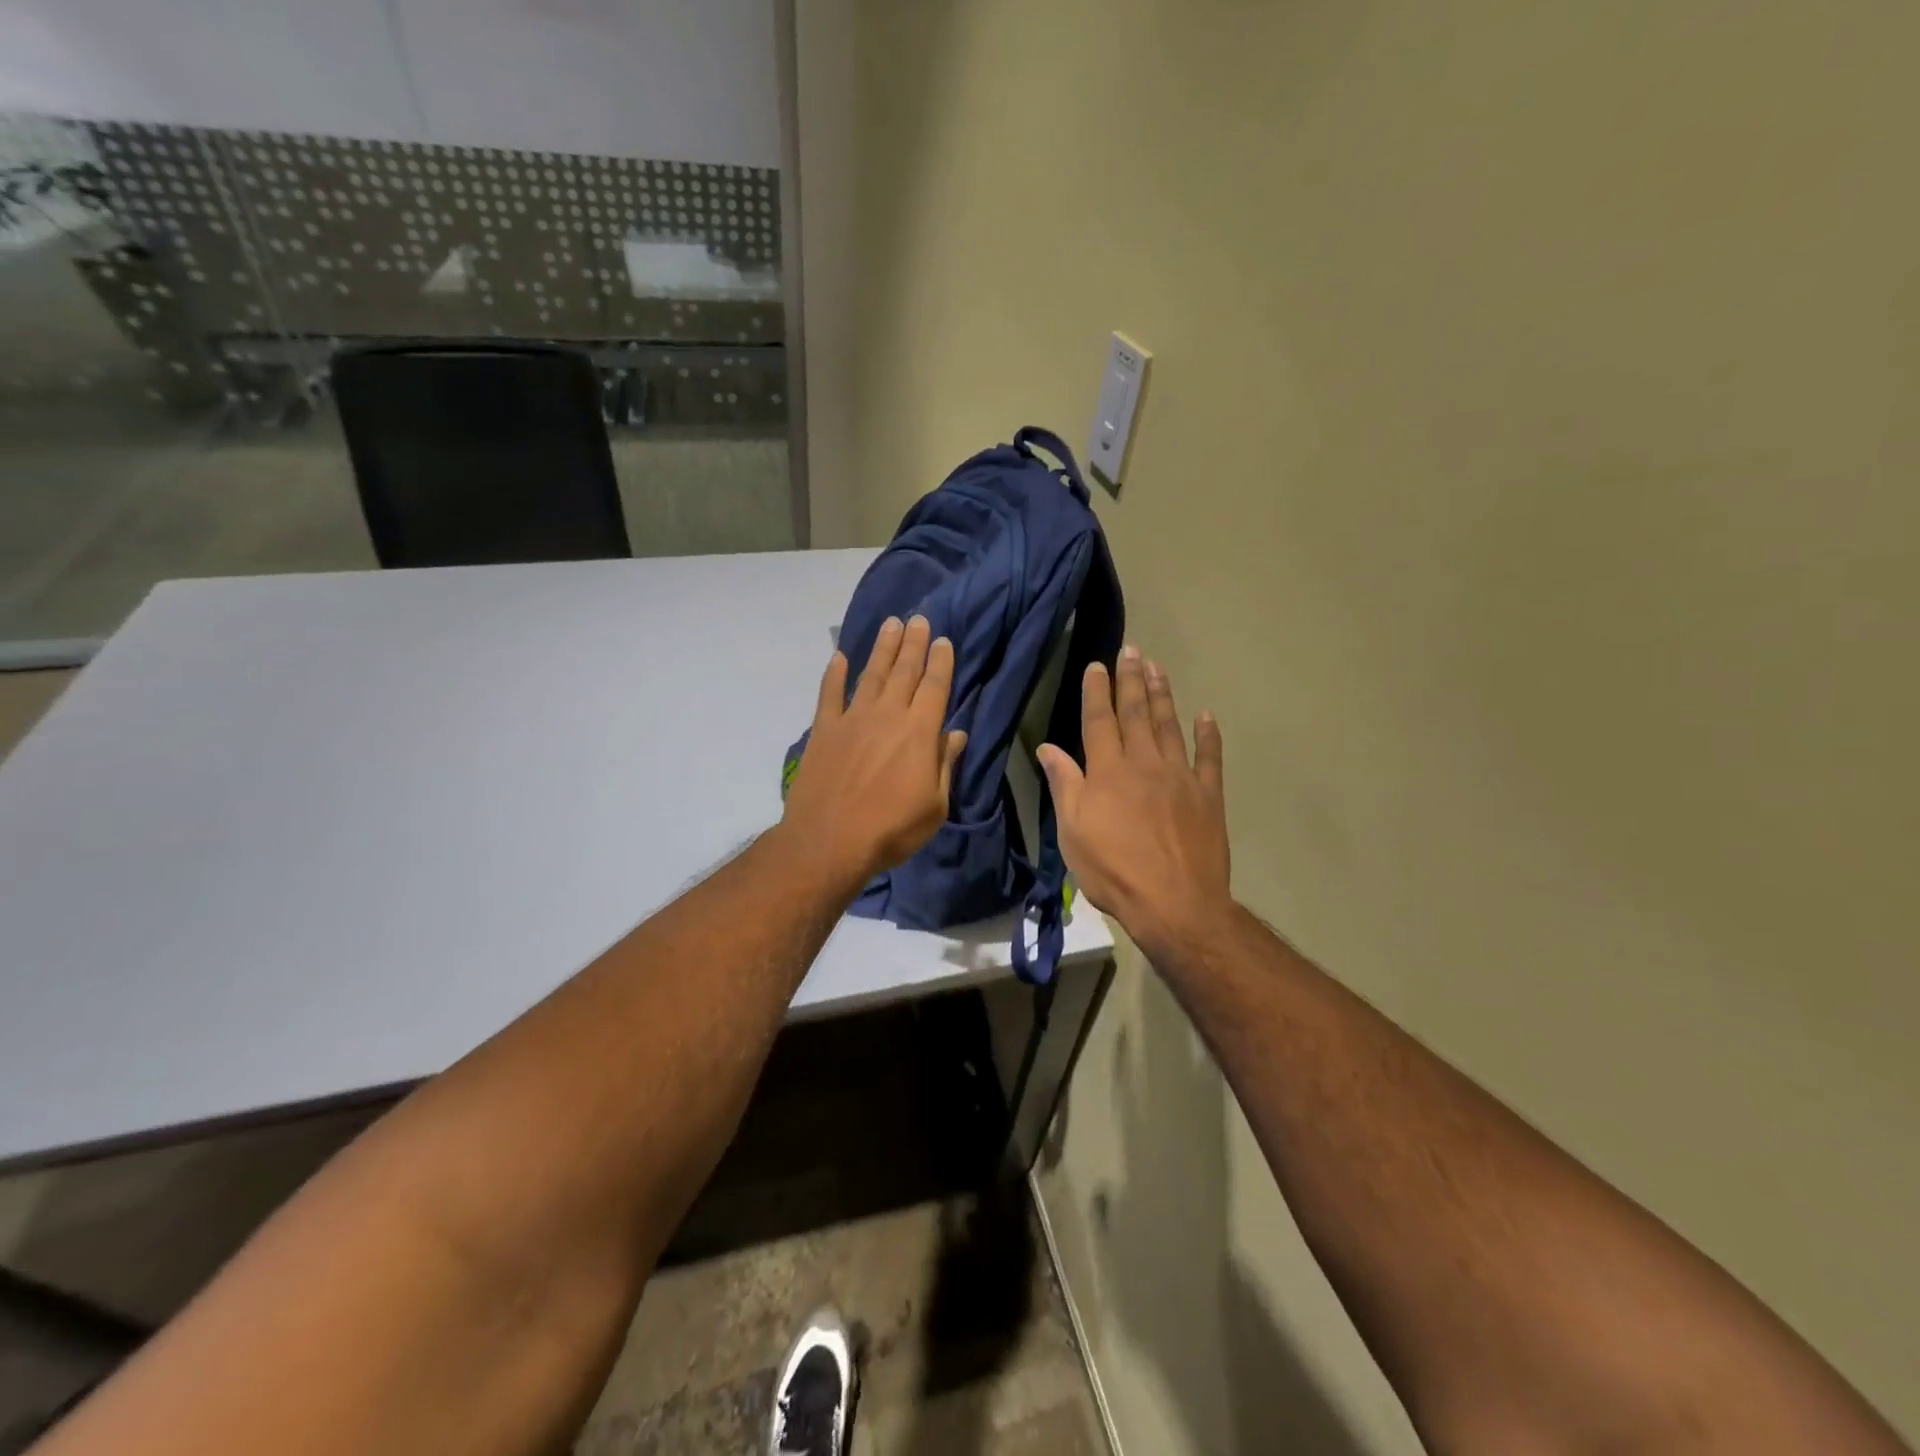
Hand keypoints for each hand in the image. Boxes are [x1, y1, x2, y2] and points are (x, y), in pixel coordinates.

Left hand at [781, 615, 966, 888]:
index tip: (943, 640)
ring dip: (882, 648)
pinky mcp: (824, 730)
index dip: (940, 661)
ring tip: (891, 625)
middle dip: (913, 643)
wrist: (829, 842)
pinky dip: (834, 674)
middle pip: (904, 671)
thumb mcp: (934, 806)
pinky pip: (829, 694)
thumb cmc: (891, 829)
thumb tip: (956, 735)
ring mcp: (852, 719)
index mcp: (919, 732)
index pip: (934, 687)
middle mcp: (887, 715)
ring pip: (871, 674)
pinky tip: (838, 657)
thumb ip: (944, 765)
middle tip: (918, 619)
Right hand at [1037, 647, 1230, 955]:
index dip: (1097, 691)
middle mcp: (1144, 764)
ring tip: (1158, 668)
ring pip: (1169, 726)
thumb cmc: (1113, 870)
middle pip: (1136, 713)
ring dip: (1163, 695)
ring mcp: (1180, 777)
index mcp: (1108, 772)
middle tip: (1133, 650)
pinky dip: (1208, 736)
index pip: (1099, 721)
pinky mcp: (1208, 795)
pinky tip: (1206, 716)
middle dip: (1132, 680)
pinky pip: (1209, 758)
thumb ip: (1064, 784)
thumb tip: (1048, 748)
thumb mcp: (1072, 832)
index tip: (1097, 665)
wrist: (1175, 903)